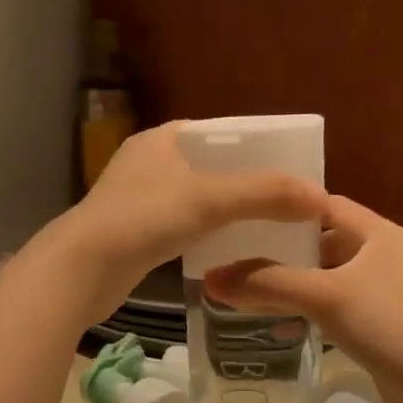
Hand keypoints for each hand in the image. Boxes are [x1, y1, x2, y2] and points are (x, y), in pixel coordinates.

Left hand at [41, 122, 327, 322]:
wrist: (82, 269)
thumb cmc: (143, 220)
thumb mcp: (210, 199)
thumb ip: (265, 194)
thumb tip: (320, 198)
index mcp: (163, 139)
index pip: (222, 134)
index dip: (258, 149)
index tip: (291, 169)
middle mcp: (149, 163)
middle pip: (212, 168)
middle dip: (248, 185)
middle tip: (287, 203)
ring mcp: (139, 200)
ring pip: (197, 200)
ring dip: (229, 212)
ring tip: (270, 226)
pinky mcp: (135, 234)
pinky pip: (183, 226)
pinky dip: (208, 234)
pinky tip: (231, 249)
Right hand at [204, 196, 402, 402]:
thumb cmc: (387, 325)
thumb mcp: (323, 297)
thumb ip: (267, 284)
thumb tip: (211, 280)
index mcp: (381, 234)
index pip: (327, 205)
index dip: (287, 208)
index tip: (246, 216)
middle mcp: (387, 255)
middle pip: (325, 241)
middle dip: (284, 250)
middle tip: (238, 255)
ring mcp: (388, 291)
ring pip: (330, 277)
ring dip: (295, 282)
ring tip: (251, 288)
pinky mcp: (385, 323)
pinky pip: (339, 305)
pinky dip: (312, 308)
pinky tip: (282, 320)